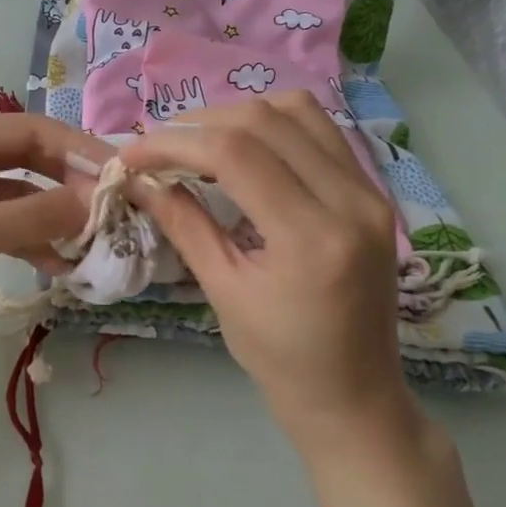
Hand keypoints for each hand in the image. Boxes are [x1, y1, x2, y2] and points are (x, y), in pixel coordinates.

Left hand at [0, 114, 111, 362]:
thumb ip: (34, 216)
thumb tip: (94, 202)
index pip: (31, 133)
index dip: (79, 152)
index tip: (122, 178)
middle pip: (24, 160)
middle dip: (67, 185)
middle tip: (111, 213)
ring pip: (11, 196)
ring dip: (48, 217)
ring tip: (89, 245)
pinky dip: (22, 239)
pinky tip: (52, 265)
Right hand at [121, 92, 418, 455]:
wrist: (355, 395)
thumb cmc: (281, 358)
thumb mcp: (223, 291)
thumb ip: (183, 223)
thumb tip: (138, 178)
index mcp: (311, 238)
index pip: (235, 154)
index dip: (174, 143)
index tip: (132, 154)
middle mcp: (351, 201)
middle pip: (266, 120)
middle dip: (200, 123)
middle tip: (159, 148)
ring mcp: (370, 192)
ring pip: (298, 111)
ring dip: (239, 115)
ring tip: (198, 142)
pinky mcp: (373, 193)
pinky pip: (320, 131)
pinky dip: (273, 126)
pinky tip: (243, 148)